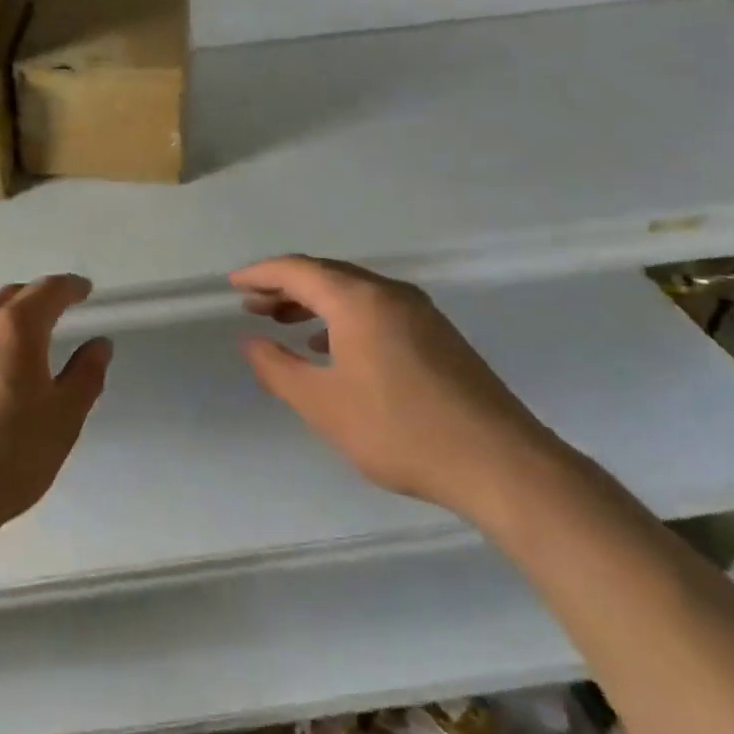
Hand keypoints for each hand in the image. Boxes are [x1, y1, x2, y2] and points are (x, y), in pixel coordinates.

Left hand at [0, 274, 112, 542]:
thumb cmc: (8, 458)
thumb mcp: (64, 419)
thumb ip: (86, 374)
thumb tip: (98, 344)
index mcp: (14, 328)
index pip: (48, 290)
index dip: (70, 287)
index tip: (84, 290)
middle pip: (11, 297)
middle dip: (37, 300)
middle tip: (57, 314)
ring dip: (5, 321)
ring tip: (21, 347)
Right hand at [231, 255, 560, 518]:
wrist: (500, 463)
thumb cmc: (399, 430)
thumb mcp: (323, 404)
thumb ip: (278, 369)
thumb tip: (251, 342)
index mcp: (359, 300)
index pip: (298, 270)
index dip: (260, 274)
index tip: (233, 284)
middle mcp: (390, 293)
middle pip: (327, 275)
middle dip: (285, 287)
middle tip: (252, 305)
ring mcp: (420, 312)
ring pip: (354, 293)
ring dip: (315, 303)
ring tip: (284, 323)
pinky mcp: (438, 335)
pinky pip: (376, 310)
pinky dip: (344, 318)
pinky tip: (333, 348)